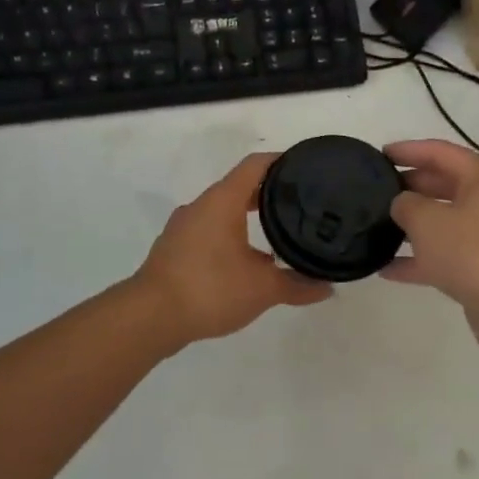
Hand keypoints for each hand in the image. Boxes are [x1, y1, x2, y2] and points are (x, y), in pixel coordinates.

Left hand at [133, 152, 334, 344]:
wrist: (150, 317)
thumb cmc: (210, 289)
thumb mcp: (263, 289)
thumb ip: (297, 285)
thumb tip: (328, 287)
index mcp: (222, 201)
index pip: (255, 165)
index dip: (281, 161)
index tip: (304, 167)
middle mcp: (201, 206)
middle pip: (239, 187)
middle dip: (268, 194)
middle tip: (299, 204)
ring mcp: (183, 227)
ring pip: (221, 211)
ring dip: (247, 218)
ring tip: (276, 235)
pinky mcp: (173, 249)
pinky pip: (208, 231)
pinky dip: (229, 236)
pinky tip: (244, 261)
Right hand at [384, 139, 478, 351]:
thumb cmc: (474, 253)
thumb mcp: (428, 222)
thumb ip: (406, 205)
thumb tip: (402, 204)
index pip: (439, 152)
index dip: (408, 150)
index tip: (379, 154)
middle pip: (443, 184)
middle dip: (410, 187)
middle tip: (376, 192)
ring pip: (445, 221)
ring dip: (413, 225)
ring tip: (378, 227)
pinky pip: (447, 255)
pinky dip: (421, 259)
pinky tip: (387, 269)